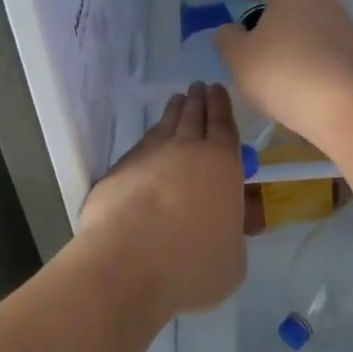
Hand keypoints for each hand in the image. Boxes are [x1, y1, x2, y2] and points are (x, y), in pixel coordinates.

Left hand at [79, 82, 246, 317]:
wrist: (126, 264)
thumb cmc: (192, 264)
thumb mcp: (233, 260)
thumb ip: (233, 235)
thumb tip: (230, 225)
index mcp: (222, 163)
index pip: (224, 124)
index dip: (222, 105)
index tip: (218, 89)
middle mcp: (187, 149)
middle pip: (194, 115)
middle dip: (199, 99)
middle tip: (200, 87)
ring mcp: (149, 156)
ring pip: (165, 125)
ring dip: (174, 111)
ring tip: (177, 101)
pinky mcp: (119, 170)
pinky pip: (141, 146)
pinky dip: (149, 139)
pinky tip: (149, 142)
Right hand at [215, 0, 352, 149]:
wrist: (345, 107)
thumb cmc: (285, 72)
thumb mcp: (238, 58)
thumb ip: (228, 38)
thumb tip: (233, 32)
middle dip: (270, 11)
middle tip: (255, 45)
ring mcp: (341, 20)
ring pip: (308, 16)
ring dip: (289, 35)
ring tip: (275, 72)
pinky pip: (323, 41)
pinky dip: (308, 55)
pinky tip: (298, 87)